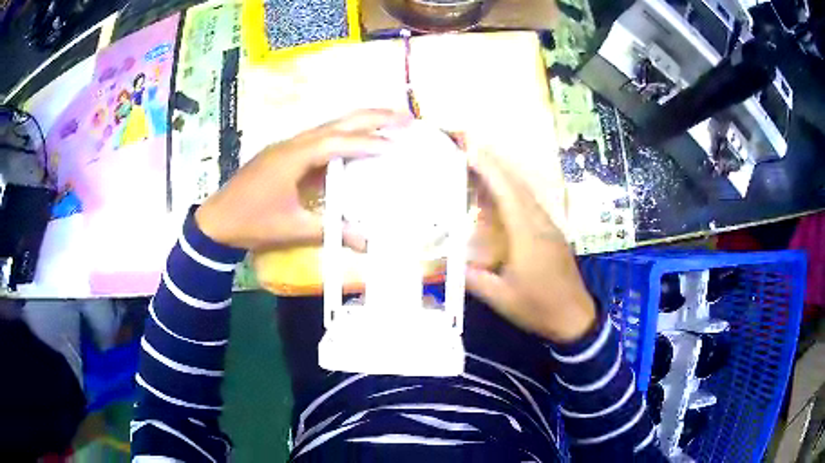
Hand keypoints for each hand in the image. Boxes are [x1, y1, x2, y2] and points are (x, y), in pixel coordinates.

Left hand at [195, 109, 410, 250]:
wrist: (216, 221)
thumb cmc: (252, 223)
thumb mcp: (292, 228)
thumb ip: (331, 231)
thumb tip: (368, 243)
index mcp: (294, 156)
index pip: (338, 143)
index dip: (368, 143)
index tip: (397, 146)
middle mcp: (293, 143)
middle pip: (337, 122)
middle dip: (372, 116)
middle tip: (405, 116)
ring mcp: (288, 146)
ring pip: (329, 126)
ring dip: (359, 122)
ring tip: (389, 121)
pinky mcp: (285, 154)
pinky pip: (320, 138)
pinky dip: (343, 135)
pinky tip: (356, 141)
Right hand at [466, 151, 595, 342]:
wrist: (575, 318)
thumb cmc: (539, 308)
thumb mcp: (501, 298)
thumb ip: (472, 278)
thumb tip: (443, 262)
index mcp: (527, 234)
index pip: (506, 191)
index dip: (487, 167)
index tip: (467, 147)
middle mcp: (539, 222)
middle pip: (517, 183)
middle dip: (492, 161)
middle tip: (468, 144)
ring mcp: (548, 226)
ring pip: (524, 191)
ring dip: (502, 172)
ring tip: (479, 161)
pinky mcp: (551, 233)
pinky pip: (528, 203)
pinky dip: (511, 189)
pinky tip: (499, 192)